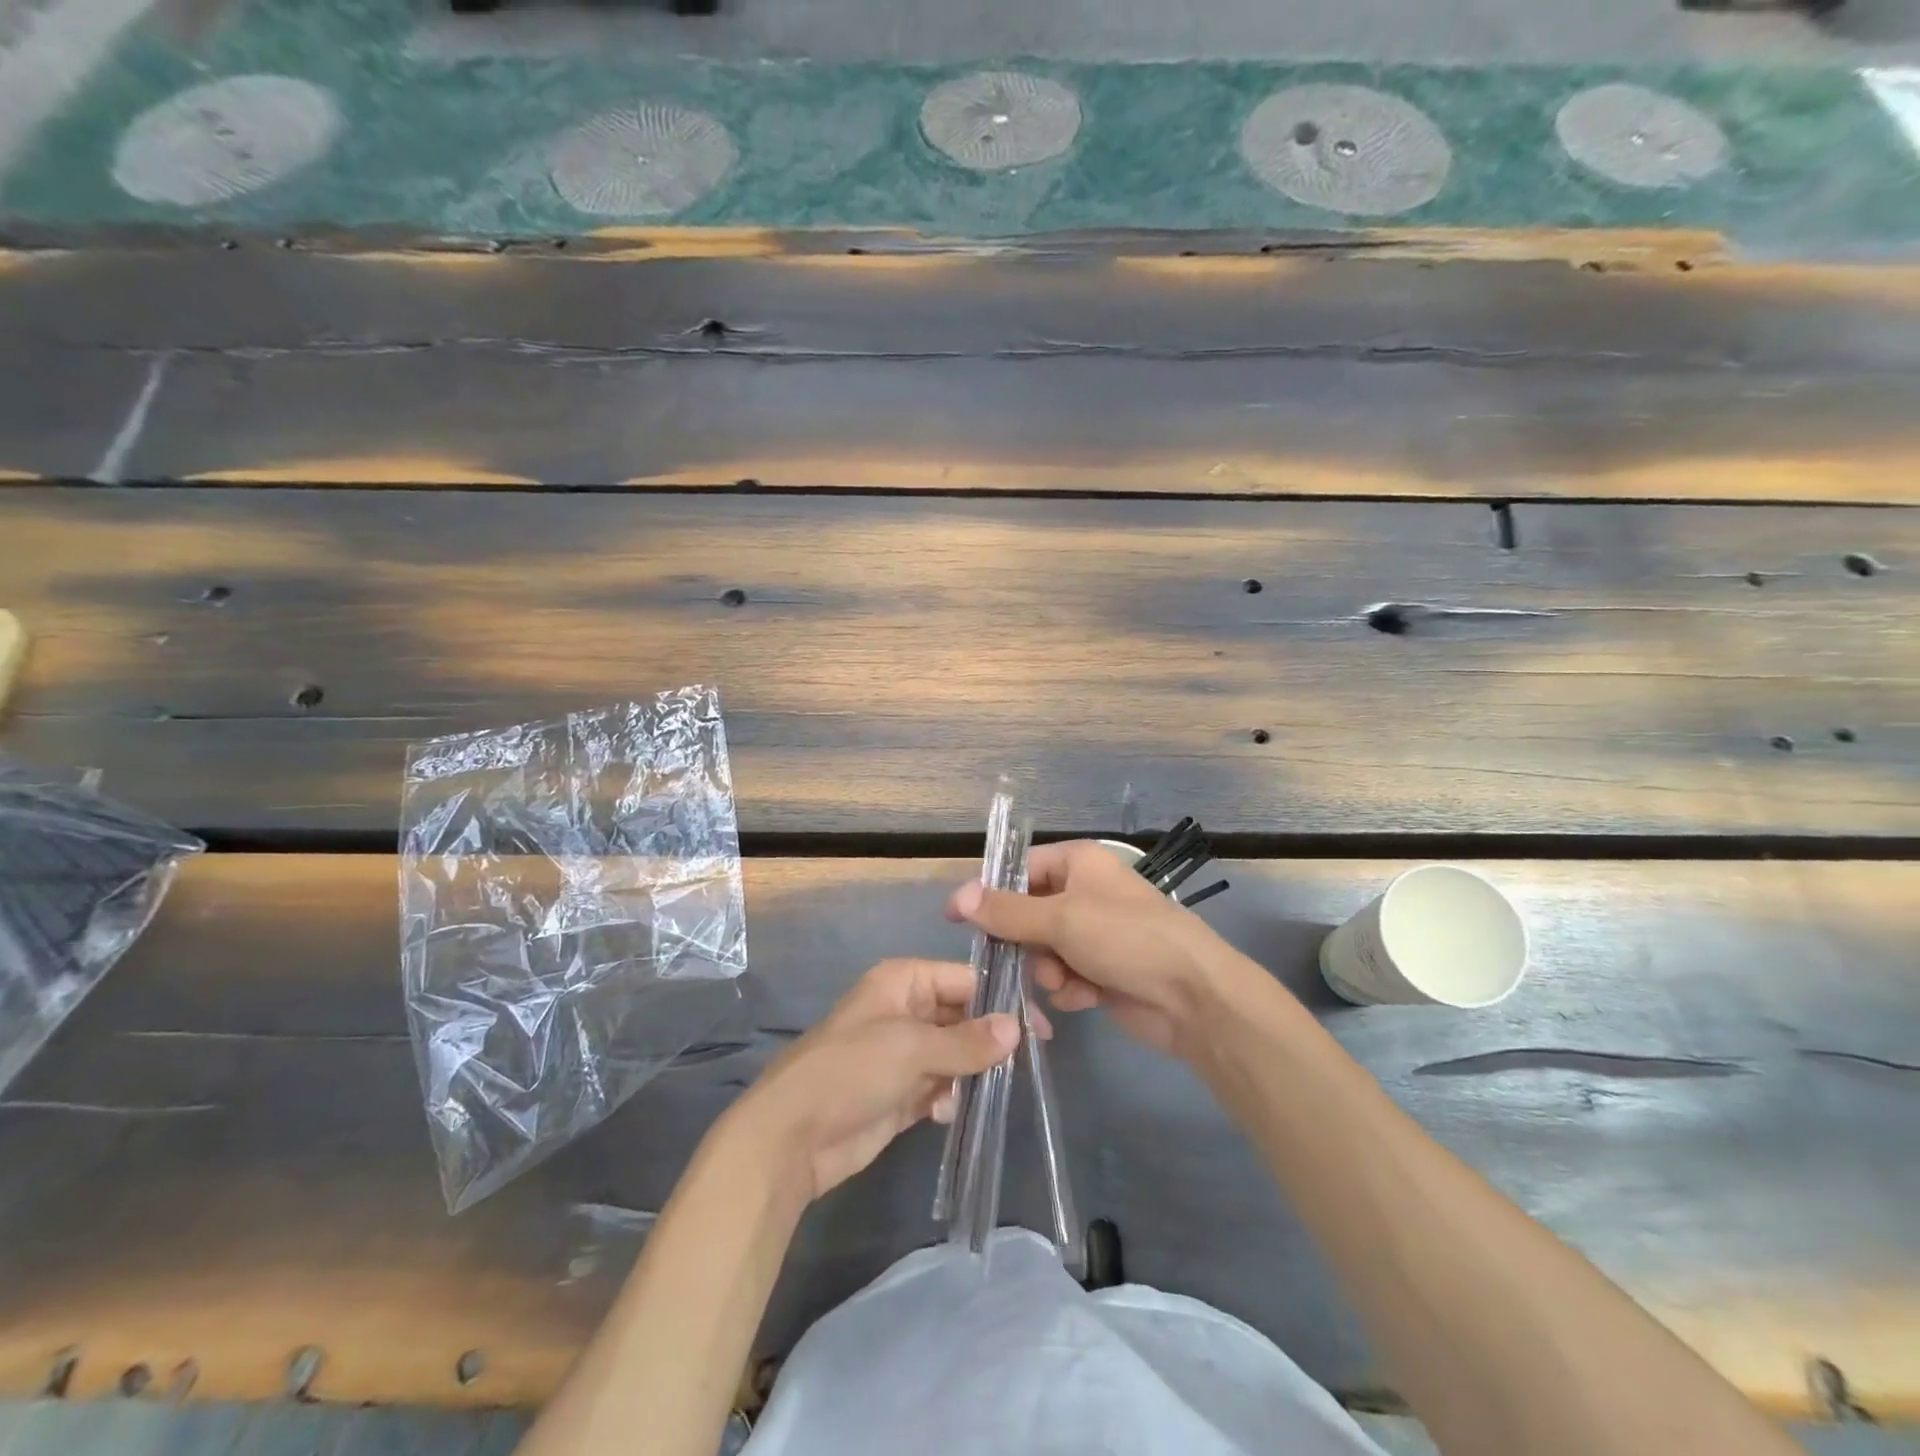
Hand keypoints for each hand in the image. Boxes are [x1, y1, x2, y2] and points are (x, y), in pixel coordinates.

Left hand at [726, 958, 1017, 1204]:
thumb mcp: (912, 1048)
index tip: (1040, 1027)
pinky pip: (940, 1087)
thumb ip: (967, 1040)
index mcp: (902, 982)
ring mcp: (902, 1054)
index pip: (964, 979)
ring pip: (954, 1054)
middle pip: (961, 1016)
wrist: (792, 1137)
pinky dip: (951, 1097)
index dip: (1001, 999)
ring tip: (992, 1088)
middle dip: (989, 1038)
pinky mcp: (900, 1094)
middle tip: (1029, 1061)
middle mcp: (904, 1011)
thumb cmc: (851, 1071)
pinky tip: (949, 1112)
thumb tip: (1017, 1028)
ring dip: (973, 1071)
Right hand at [946, 840, 1236, 1056]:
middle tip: (1026, 957)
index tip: (960, 920)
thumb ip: (1006, 911)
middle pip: (1027, 914)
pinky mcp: (1101, 970)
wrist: (1192, 997)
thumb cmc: (1126, 939)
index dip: (990, 894)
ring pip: (1042, 950)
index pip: (1020, 871)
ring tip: (1066, 981)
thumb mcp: (1060, 918)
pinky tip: (1086, 997)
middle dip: (1026, 942)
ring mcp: (1094, 934)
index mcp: (1078, 863)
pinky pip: (1063, 976)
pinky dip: (1069, 988)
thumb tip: (957, 896)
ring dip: (1047, 970)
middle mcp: (1084, 892)